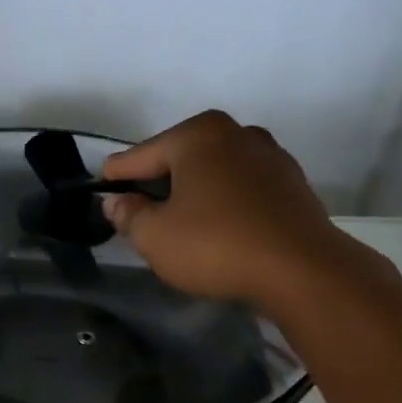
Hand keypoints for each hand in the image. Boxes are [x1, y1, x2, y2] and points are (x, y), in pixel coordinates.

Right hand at [101, 110, 343, 304]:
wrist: (300, 269)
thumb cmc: (216, 245)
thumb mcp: (155, 237)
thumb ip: (129, 215)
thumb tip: (116, 201)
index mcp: (197, 135)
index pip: (140, 155)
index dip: (116, 176)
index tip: (100, 188)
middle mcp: (235, 133)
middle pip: (179, 158)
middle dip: (158, 183)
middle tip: (139, 212)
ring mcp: (269, 155)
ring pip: (214, 172)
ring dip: (194, 193)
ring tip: (179, 222)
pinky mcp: (291, 183)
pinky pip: (241, 189)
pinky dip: (224, 203)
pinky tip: (218, 228)